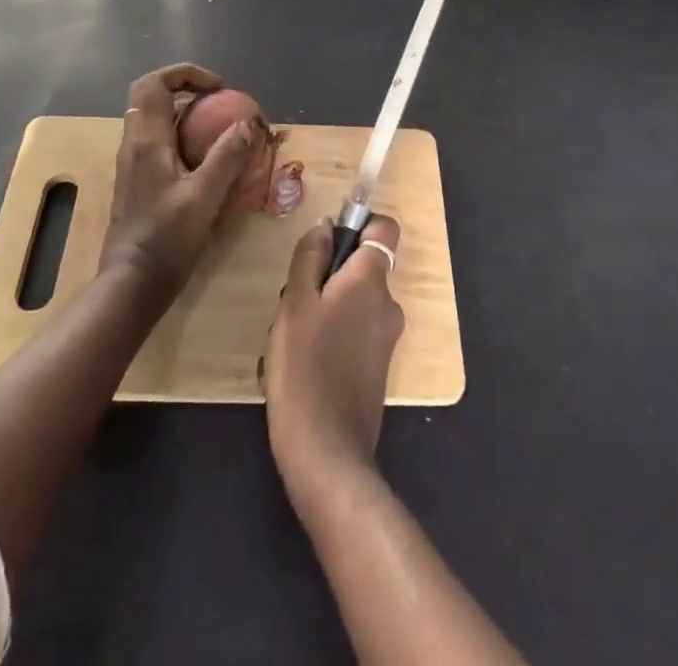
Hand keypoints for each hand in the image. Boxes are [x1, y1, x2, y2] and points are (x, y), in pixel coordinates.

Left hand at [100, 63, 258, 297]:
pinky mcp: (138, 183)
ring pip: (157, 122)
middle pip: (154, 98)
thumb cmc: (166, 240)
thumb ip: (228, 157)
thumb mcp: (205, 197)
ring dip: (188, 117)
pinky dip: (184, 140)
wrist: (130, 286)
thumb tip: (250, 123)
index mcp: (146, 140)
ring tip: (221, 132)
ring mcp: (133, 165)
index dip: (186, 73)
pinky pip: (160, 145)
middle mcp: (134, 145)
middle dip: (189, 92)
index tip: (219, 88)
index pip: (155, 83)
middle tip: (221, 104)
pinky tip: (208, 165)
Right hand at [264, 214, 404, 499]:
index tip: (326, 244)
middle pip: (361, 268)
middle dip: (326, 276)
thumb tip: (326, 225)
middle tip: (292, 303)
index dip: (358, 226)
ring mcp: (386, 338)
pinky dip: (331, 335)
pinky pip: (354, 331)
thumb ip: (310, 257)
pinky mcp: (377, 367)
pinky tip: (300, 364)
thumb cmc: (305, 367)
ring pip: (352, 301)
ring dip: (323, 309)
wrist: (327, 453)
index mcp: (371, 280)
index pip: (384, 228)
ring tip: (289, 338)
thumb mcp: (295, 303)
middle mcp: (388, 303)